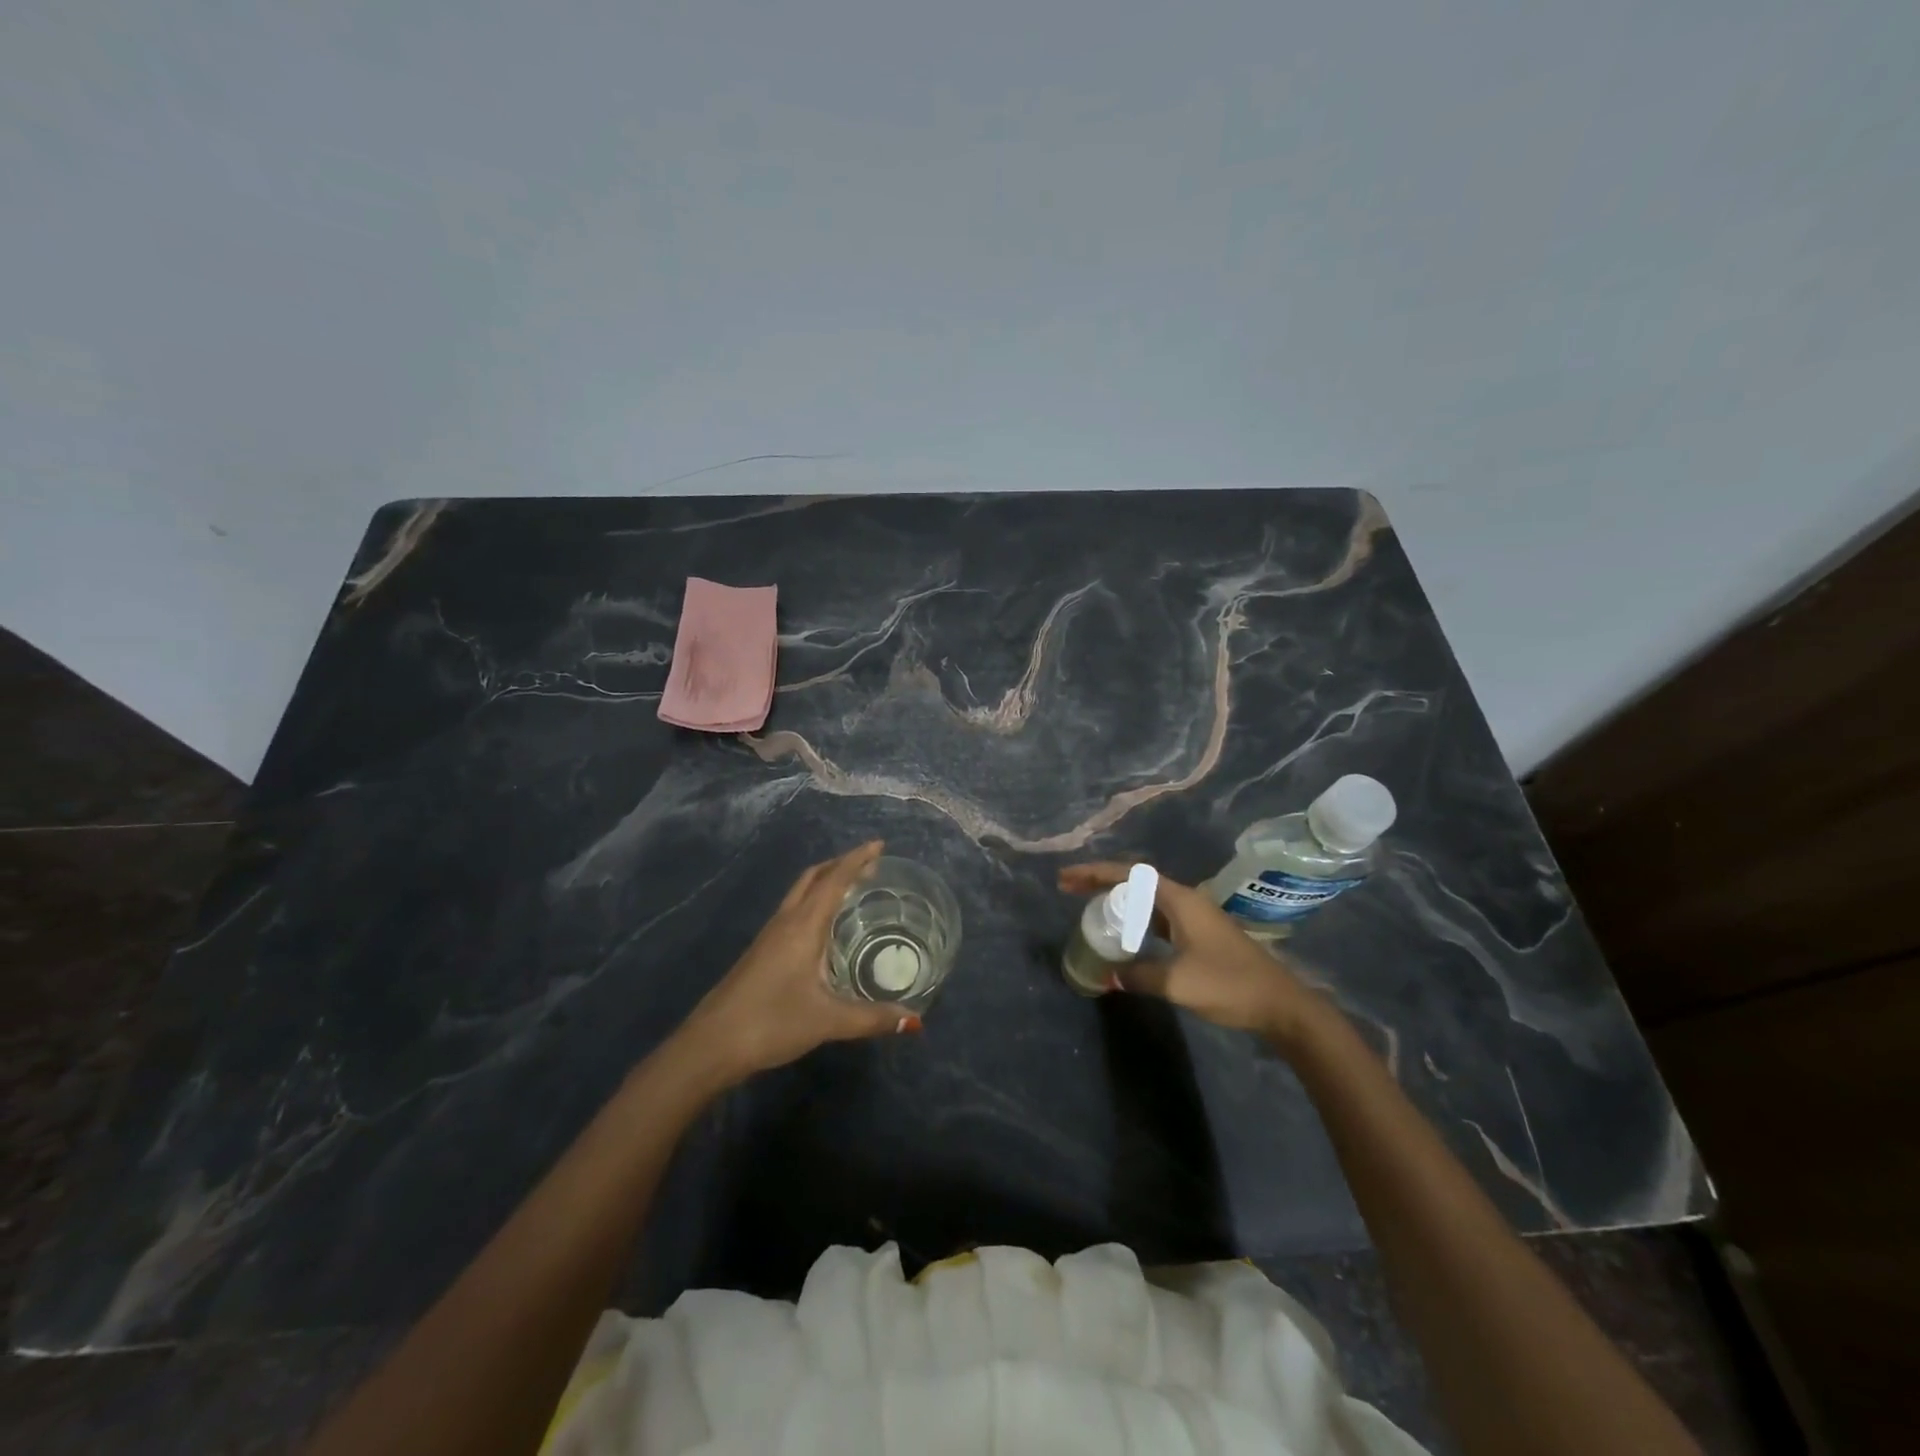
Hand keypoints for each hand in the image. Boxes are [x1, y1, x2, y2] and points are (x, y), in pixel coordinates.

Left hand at [683, 840, 915, 1083]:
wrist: (710, 1045)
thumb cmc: (771, 1023)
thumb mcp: (827, 1021)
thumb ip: (871, 1018)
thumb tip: (913, 1019)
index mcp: (803, 926)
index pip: (834, 880)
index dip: (856, 860)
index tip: (879, 845)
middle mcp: (785, 922)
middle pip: (813, 878)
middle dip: (841, 864)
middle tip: (870, 865)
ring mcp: (769, 936)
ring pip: (800, 893)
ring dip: (825, 882)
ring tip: (852, 888)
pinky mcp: (761, 952)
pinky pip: (793, 911)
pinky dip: (814, 902)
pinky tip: (824, 928)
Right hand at [1057, 862, 1326, 1046]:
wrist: (1280, 1005)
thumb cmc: (1228, 984)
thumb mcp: (1177, 982)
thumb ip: (1139, 975)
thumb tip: (1109, 976)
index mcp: (1180, 900)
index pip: (1129, 875)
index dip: (1095, 872)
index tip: (1066, 877)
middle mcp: (1186, 900)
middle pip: (1135, 881)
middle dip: (1100, 881)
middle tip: (1068, 888)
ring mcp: (1194, 917)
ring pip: (1146, 899)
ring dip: (1117, 899)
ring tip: (1087, 905)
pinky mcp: (1199, 934)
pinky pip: (1156, 917)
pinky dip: (1134, 918)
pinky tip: (1123, 932)